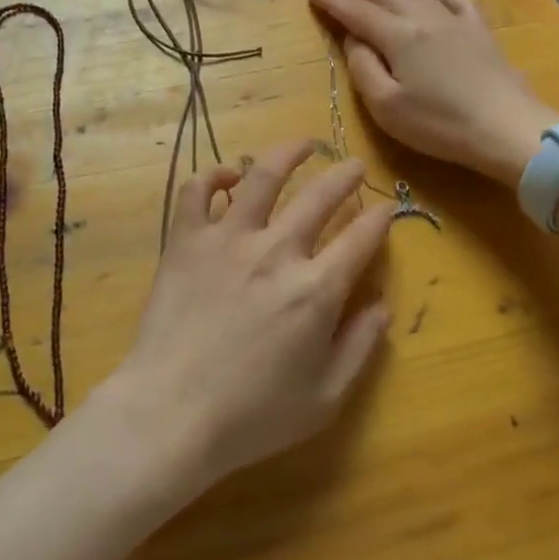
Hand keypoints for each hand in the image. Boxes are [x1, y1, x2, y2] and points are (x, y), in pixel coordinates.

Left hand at [101, 140, 391, 490]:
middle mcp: (276, 251)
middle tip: (354, 166)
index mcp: (315, 290)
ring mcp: (227, 238)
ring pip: (262, 177)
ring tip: (303, 144)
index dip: (380, 218)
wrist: (172, 411)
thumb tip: (383, 305)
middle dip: (344, 176)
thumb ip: (359, 347)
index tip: (386, 207)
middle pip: (319, 196)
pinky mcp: (187, 239)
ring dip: (287, 154)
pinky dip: (213, 175)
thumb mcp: (324, 397)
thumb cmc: (252, 414)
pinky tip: (228, 175)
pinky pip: (197, 191)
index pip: (359, 238)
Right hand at [305, 0, 553, 181]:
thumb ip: (364, 68)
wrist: (509, 129)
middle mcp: (423, 18)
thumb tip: (353, 39)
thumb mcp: (387, 107)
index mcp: (398, 36)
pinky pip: (455, 0)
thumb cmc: (441, 124)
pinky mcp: (479, 32)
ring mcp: (454, 21)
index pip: (356, 11)